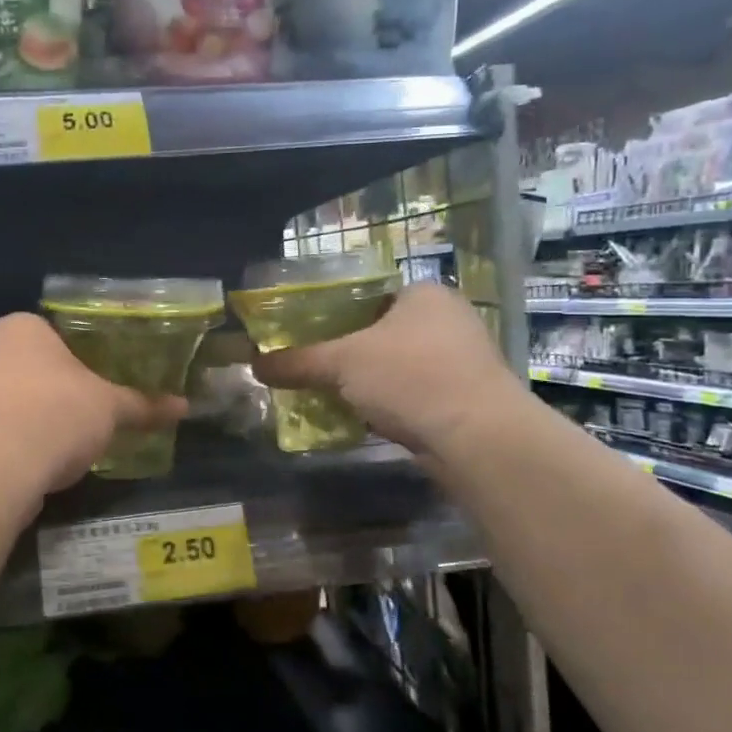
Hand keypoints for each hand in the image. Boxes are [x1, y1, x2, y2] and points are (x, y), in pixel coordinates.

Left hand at [0, 314, 188, 499]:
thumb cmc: (53, 417)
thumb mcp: (109, 410)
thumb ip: (143, 405)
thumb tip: (184, 406)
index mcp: (20, 326)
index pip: (60, 337)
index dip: (86, 365)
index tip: (102, 392)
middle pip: (33, 368)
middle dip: (59, 395)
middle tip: (87, 422)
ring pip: (10, 401)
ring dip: (34, 421)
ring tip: (61, 451)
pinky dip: (11, 444)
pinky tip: (30, 467)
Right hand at [251, 283, 522, 454]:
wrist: (478, 437)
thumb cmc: (410, 377)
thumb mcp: (341, 363)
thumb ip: (297, 361)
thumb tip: (253, 365)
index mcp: (423, 293)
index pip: (367, 295)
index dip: (332, 314)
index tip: (306, 336)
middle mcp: (448, 318)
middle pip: (381, 332)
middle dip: (348, 352)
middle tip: (313, 368)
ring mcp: (463, 358)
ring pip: (398, 364)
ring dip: (369, 381)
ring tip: (332, 394)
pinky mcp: (467, 396)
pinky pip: (415, 392)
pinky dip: (391, 402)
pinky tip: (366, 418)